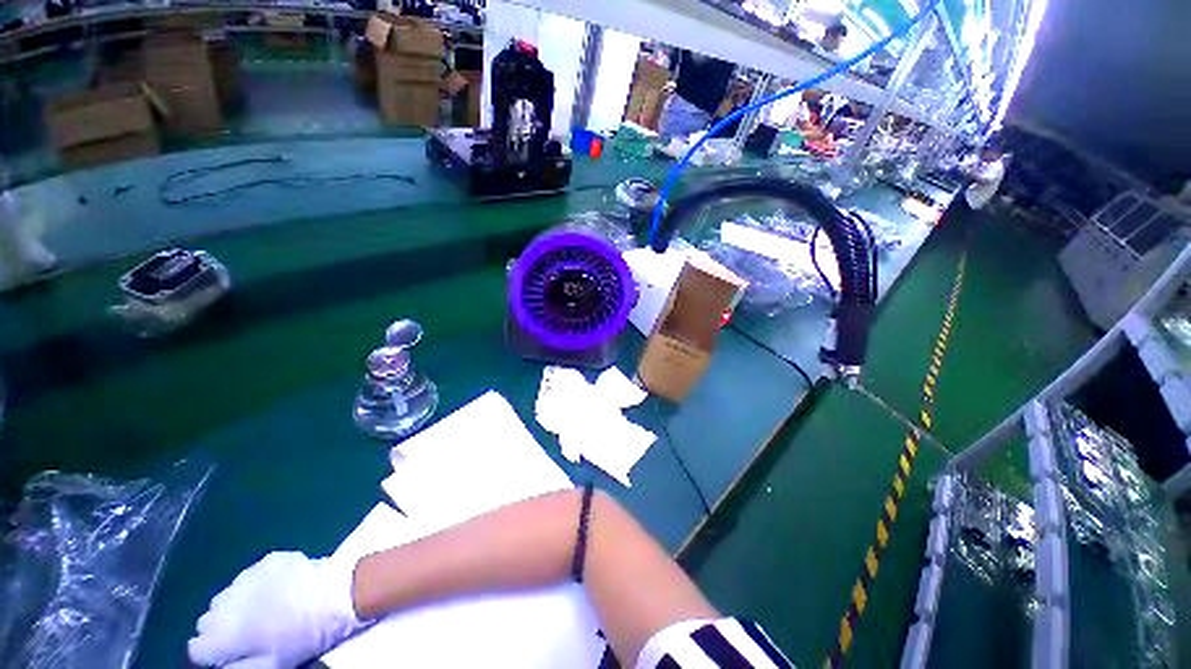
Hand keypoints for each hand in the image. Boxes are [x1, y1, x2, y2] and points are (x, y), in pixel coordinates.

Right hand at [188, 552, 365, 667]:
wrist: (338, 595)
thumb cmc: (304, 637)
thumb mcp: (269, 666)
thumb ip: (236, 668)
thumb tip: (219, 665)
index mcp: (225, 632)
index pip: (197, 646)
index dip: (214, 652)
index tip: (232, 651)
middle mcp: (227, 601)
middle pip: (209, 619)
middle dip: (223, 627)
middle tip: (250, 631)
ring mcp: (248, 575)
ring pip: (228, 595)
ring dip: (239, 604)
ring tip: (266, 609)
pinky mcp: (268, 559)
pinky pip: (252, 575)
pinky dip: (259, 584)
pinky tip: (280, 589)